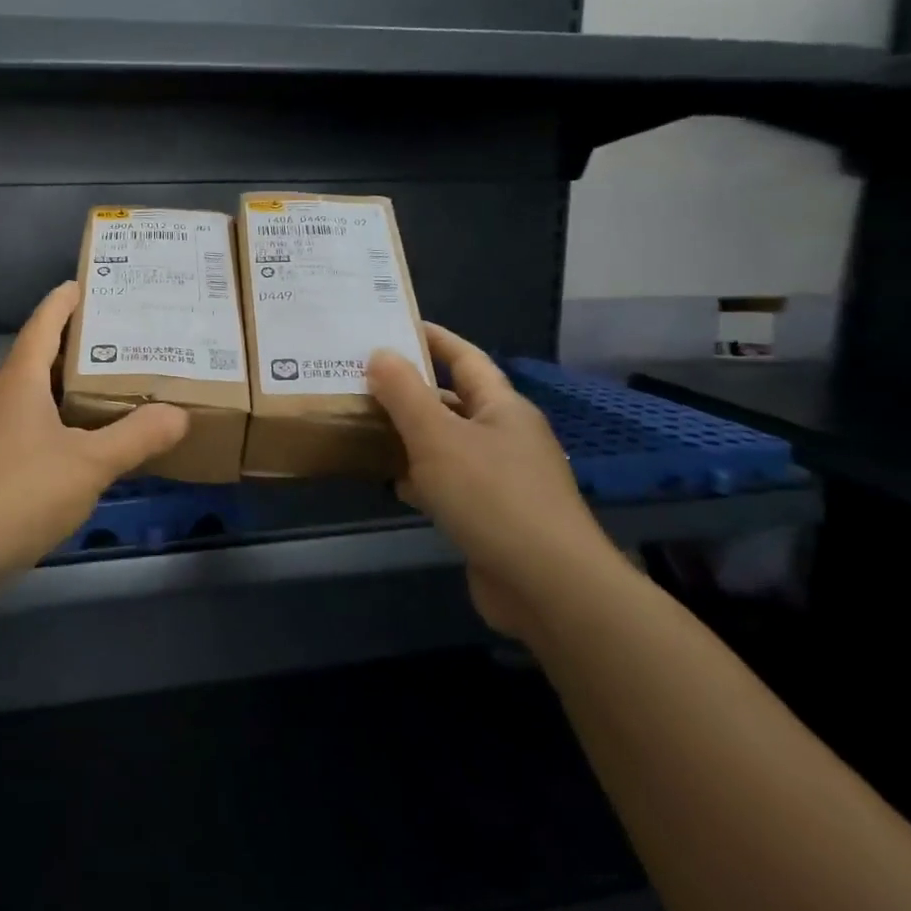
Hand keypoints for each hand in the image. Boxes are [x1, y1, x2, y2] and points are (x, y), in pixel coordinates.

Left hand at [0, 282, 189, 581]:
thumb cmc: (21, 492)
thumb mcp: (90, 463)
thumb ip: (137, 437)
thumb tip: (179, 414)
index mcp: (19, 380)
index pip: (44, 323)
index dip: (65, 300)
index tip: (89, 283)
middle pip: (39, 356)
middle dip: (77, 344)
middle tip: (121, 338)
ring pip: (32, 393)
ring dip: (66, 385)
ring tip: (108, 385)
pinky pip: (27, 424)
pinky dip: (55, 419)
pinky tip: (79, 440)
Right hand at [368, 324, 624, 639]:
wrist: (548, 586)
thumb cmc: (492, 497)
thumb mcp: (437, 436)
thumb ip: (405, 393)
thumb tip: (380, 353)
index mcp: (501, 407)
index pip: (465, 358)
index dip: (432, 338)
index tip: (394, 325)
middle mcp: (505, 436)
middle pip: (453, 401)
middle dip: (410, 390)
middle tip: (362, 378)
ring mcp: (502, 479)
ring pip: (447, 444)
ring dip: (411, 436)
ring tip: (364, 425)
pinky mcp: (492, 516)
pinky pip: (449, 483)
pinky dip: (422, 478)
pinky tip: (393, 483)